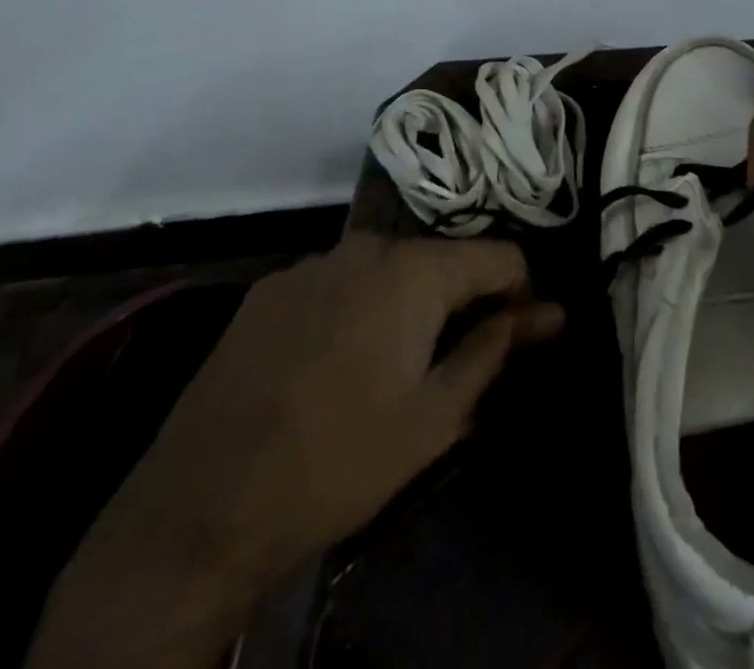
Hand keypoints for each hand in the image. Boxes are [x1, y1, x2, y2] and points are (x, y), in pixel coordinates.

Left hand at [30, 235, 561, 668]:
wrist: (201, 507)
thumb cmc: (340, 461)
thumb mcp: (436, 414)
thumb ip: (497, 348)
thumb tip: (552, 311)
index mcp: (415, 270)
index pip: (499, 254)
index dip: (521, 292)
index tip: (521, 334)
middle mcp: (366, 245)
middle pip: (441, 258)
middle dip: (461, 298)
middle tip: (457, 360)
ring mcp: (313, 261)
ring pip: (388, 268)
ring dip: (408, 302)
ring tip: (396, 363)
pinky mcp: (271, 287)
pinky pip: (338, 282)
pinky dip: (357, 307)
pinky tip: (337, 361)